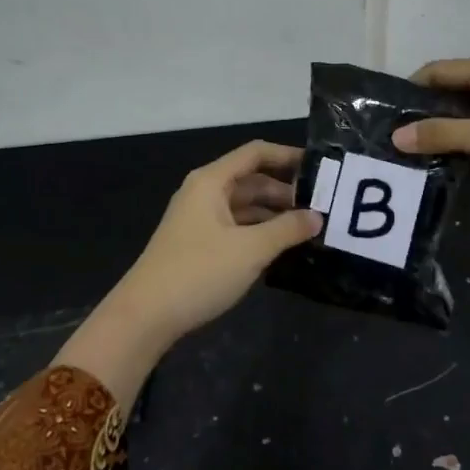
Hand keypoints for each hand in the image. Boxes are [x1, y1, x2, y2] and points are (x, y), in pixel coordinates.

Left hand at [55, 141, 320, 402]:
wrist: (146, 316)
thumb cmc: (199, 272)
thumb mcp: (250, 249)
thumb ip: (287, 229)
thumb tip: (317, 217)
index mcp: (212, 181)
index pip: (255, 153)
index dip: (288, 156)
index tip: (321, 168)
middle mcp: (204, 193)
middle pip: (252, 180)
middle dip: (286, 190)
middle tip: (323, 206)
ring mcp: (200, 219)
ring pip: (245, 206)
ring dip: (274, 214)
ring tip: (309, 228)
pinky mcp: (199, 244)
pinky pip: (237, 227)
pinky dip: (259, 232)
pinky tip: (282, 247)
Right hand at [391, 57, 469, 197]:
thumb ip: (445, 135)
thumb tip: (397, 136)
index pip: (436, 72)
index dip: (409, 92)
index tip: (386, 120)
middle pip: (452, 94)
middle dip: (427, 118)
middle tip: (401, 147)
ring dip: (451, 137)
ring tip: (424, 163)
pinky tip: (465, 171)